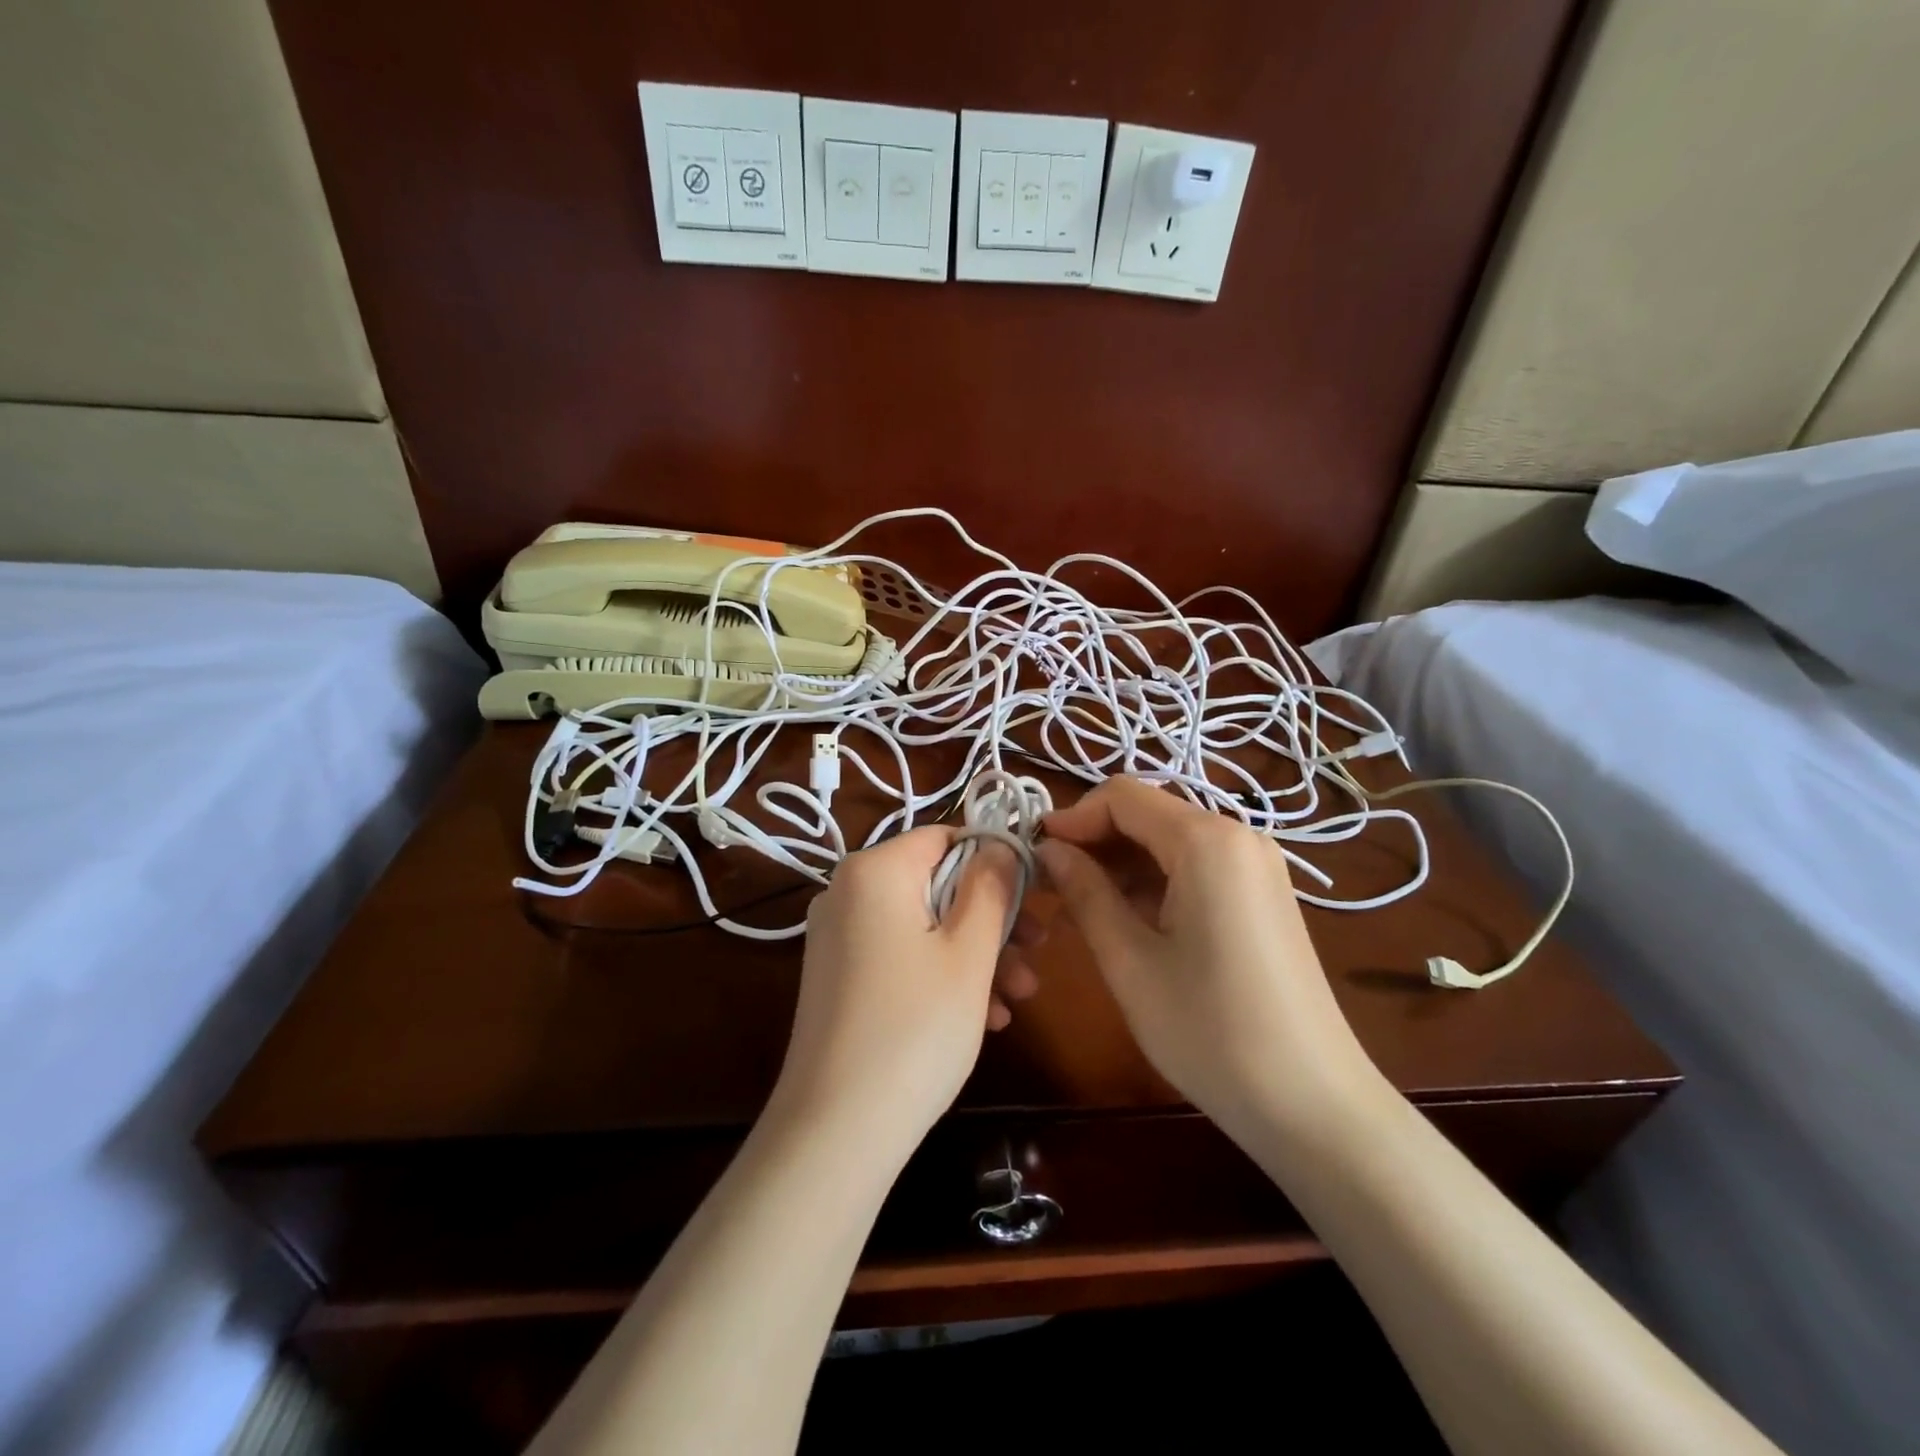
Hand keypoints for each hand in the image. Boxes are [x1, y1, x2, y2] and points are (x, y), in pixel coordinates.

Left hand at [772, 827, 1041, 1162]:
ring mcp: (838, 937)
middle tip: (1038, 955)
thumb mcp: (969, 953)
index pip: (946, 838)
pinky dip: (941, 977)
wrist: (835, 1131)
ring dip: (975, 956)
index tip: (1035, 898)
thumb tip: (1001, 845)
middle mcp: (847, 892)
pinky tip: (983, 1018)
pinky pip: (900, 957)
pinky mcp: (839, 977)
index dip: (996, 861)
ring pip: (923, 926)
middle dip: (992, 921)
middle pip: (937, 885)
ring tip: (1018, 999)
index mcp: (874, 870)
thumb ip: (991, 887)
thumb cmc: (915, 1028)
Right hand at [1037, 778, 1379, 1135]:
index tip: (1034, 854)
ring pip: (1169, 840)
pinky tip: (1126, 920)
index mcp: (1207, 840)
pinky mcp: (1262, 894)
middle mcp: (1238, 835)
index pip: (1122, 796)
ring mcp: (1257, 865)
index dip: (1072, 817)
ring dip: (1120, 864)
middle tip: (1050, 886)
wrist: (1313, 1104)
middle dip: (1094, 841)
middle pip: (1147, 814)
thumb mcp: (1130, 961)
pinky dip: (1154, 881)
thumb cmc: (1211, 1032)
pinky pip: (1195, 866)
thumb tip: (1050, 850)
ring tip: (1079, 908)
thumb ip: (1085, 892)